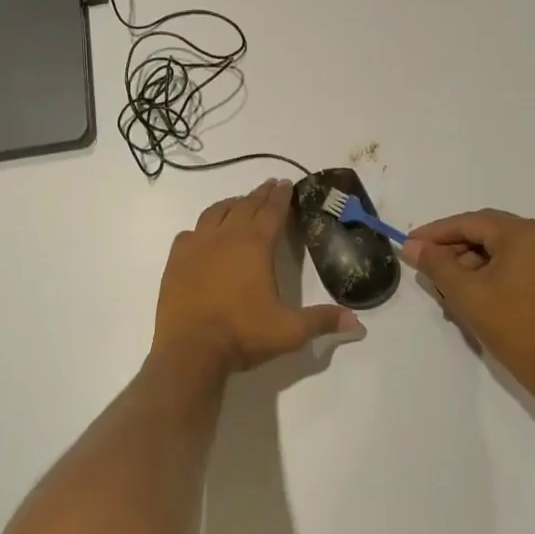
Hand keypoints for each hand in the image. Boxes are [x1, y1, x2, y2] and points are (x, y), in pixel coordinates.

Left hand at [153, 180, 357, 374]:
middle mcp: (225, 236)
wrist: (191, 349)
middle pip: (245, 205)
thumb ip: (323, 321)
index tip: (286, 184)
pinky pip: (191, 233)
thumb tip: (358, 324)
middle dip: (260, 194)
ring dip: (231, 204)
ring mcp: (197, 245)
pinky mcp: (176, 259)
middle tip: (270, 186)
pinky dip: (202, 228)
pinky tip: (203, 234)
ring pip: (215, 213)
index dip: (281, 197)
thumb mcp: (290, 331)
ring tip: (239, 202)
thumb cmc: (243, 334)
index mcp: (255, 245)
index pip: (272, 211)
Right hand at [402, 209, 534, 388]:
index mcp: (524, 233)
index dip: (435, 233)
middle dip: (451, 248)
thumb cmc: (514, 326)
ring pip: (498, 249)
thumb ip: (435, 264)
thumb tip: (412, 247)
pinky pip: (514, 263)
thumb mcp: (465, 293)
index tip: (409, 244)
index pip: (469, 222)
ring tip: (444, 287)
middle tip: (424, 265)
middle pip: (485, 232)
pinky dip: (488, 273)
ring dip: (468, 263)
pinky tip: (469, 293)